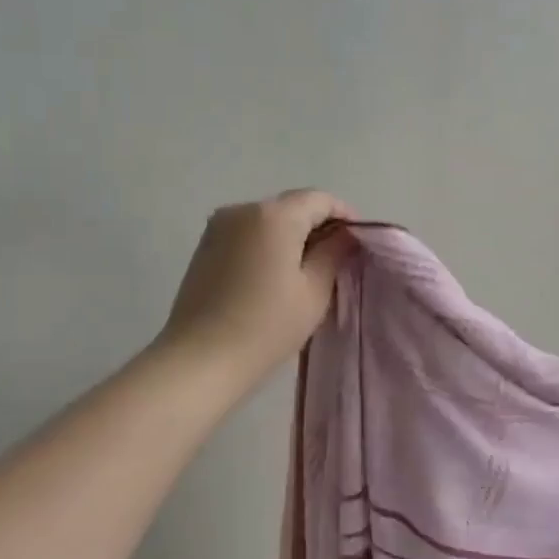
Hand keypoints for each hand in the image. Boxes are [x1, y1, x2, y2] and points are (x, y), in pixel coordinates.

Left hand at [158, 190, 355, 383]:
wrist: (200, 359)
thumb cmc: (266, 326)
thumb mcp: (313, 291)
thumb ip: (333, 253)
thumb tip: (344, 235)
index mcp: (274, 215)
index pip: (319, 200)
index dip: (344, 216)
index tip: (358, 243)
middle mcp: (243, 209)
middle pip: (291, 206)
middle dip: (317, 226)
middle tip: (336, 259)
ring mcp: (218, 227)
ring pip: (267, 221)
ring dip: (290, 236)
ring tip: (305, 271)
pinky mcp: (204, 247)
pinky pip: (247, 235)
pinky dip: (266, 246)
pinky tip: (274, 276)